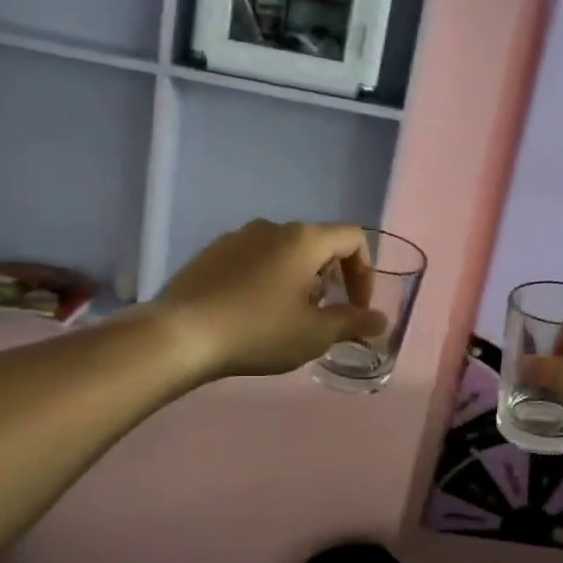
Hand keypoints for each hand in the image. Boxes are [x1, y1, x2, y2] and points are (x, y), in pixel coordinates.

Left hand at [156, 220, 387, 380]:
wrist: (181, 335)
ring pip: (284, 252)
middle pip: (318, 244)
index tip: (357, 308)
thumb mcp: (314, 334)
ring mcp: (237, 237)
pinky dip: (268, 280)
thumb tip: (380, 320)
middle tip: (324, 316)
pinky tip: (253, 313)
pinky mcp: (212, 253)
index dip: (365, 273)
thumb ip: (353, 323)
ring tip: (288, 318)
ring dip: (299, 280)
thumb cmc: (259, 331)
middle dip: (331, 279)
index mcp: (304, 239)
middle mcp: (272, 227)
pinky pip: (254, 260)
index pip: (352, 238)